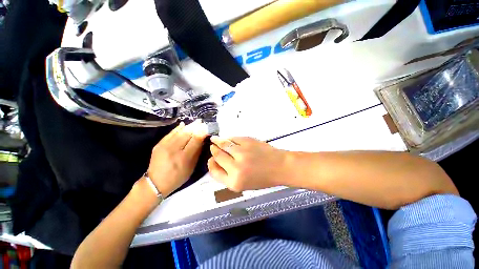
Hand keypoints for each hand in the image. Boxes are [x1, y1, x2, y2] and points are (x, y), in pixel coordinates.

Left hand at [147, 120, 207, 196]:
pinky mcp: (158, 144)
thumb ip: (197, 153)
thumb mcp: (191, 167)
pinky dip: (178, 128)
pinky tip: (183, 124)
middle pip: (187, 134)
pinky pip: (170, 133)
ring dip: (189, 126)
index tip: (207, 127)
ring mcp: (164, 146)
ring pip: (179, 132)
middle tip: (202, 122)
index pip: (195, 140)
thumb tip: (202, 140)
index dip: (202, 132)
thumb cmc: (177, 177)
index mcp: (184, 157)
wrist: (155, 182)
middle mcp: (174, 150)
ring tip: (196, 122)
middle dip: (196, 127)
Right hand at [208, 136, 289, 191]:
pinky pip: (233, 138)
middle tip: (212, 146)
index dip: (211, 164)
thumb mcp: (243, 184)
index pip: (214, 171)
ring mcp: (241, 152)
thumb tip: (216, 161)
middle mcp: (236, 168)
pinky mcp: (247, 141)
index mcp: (234, 182)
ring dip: (217, 141)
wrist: (280, 167)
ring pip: (223, 144)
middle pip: (217, 156)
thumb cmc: (263, 178)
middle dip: (213, 150)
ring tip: (215, 139)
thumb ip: (228, 175)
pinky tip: (227, 139)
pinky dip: (229, 138)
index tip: (211, 159)